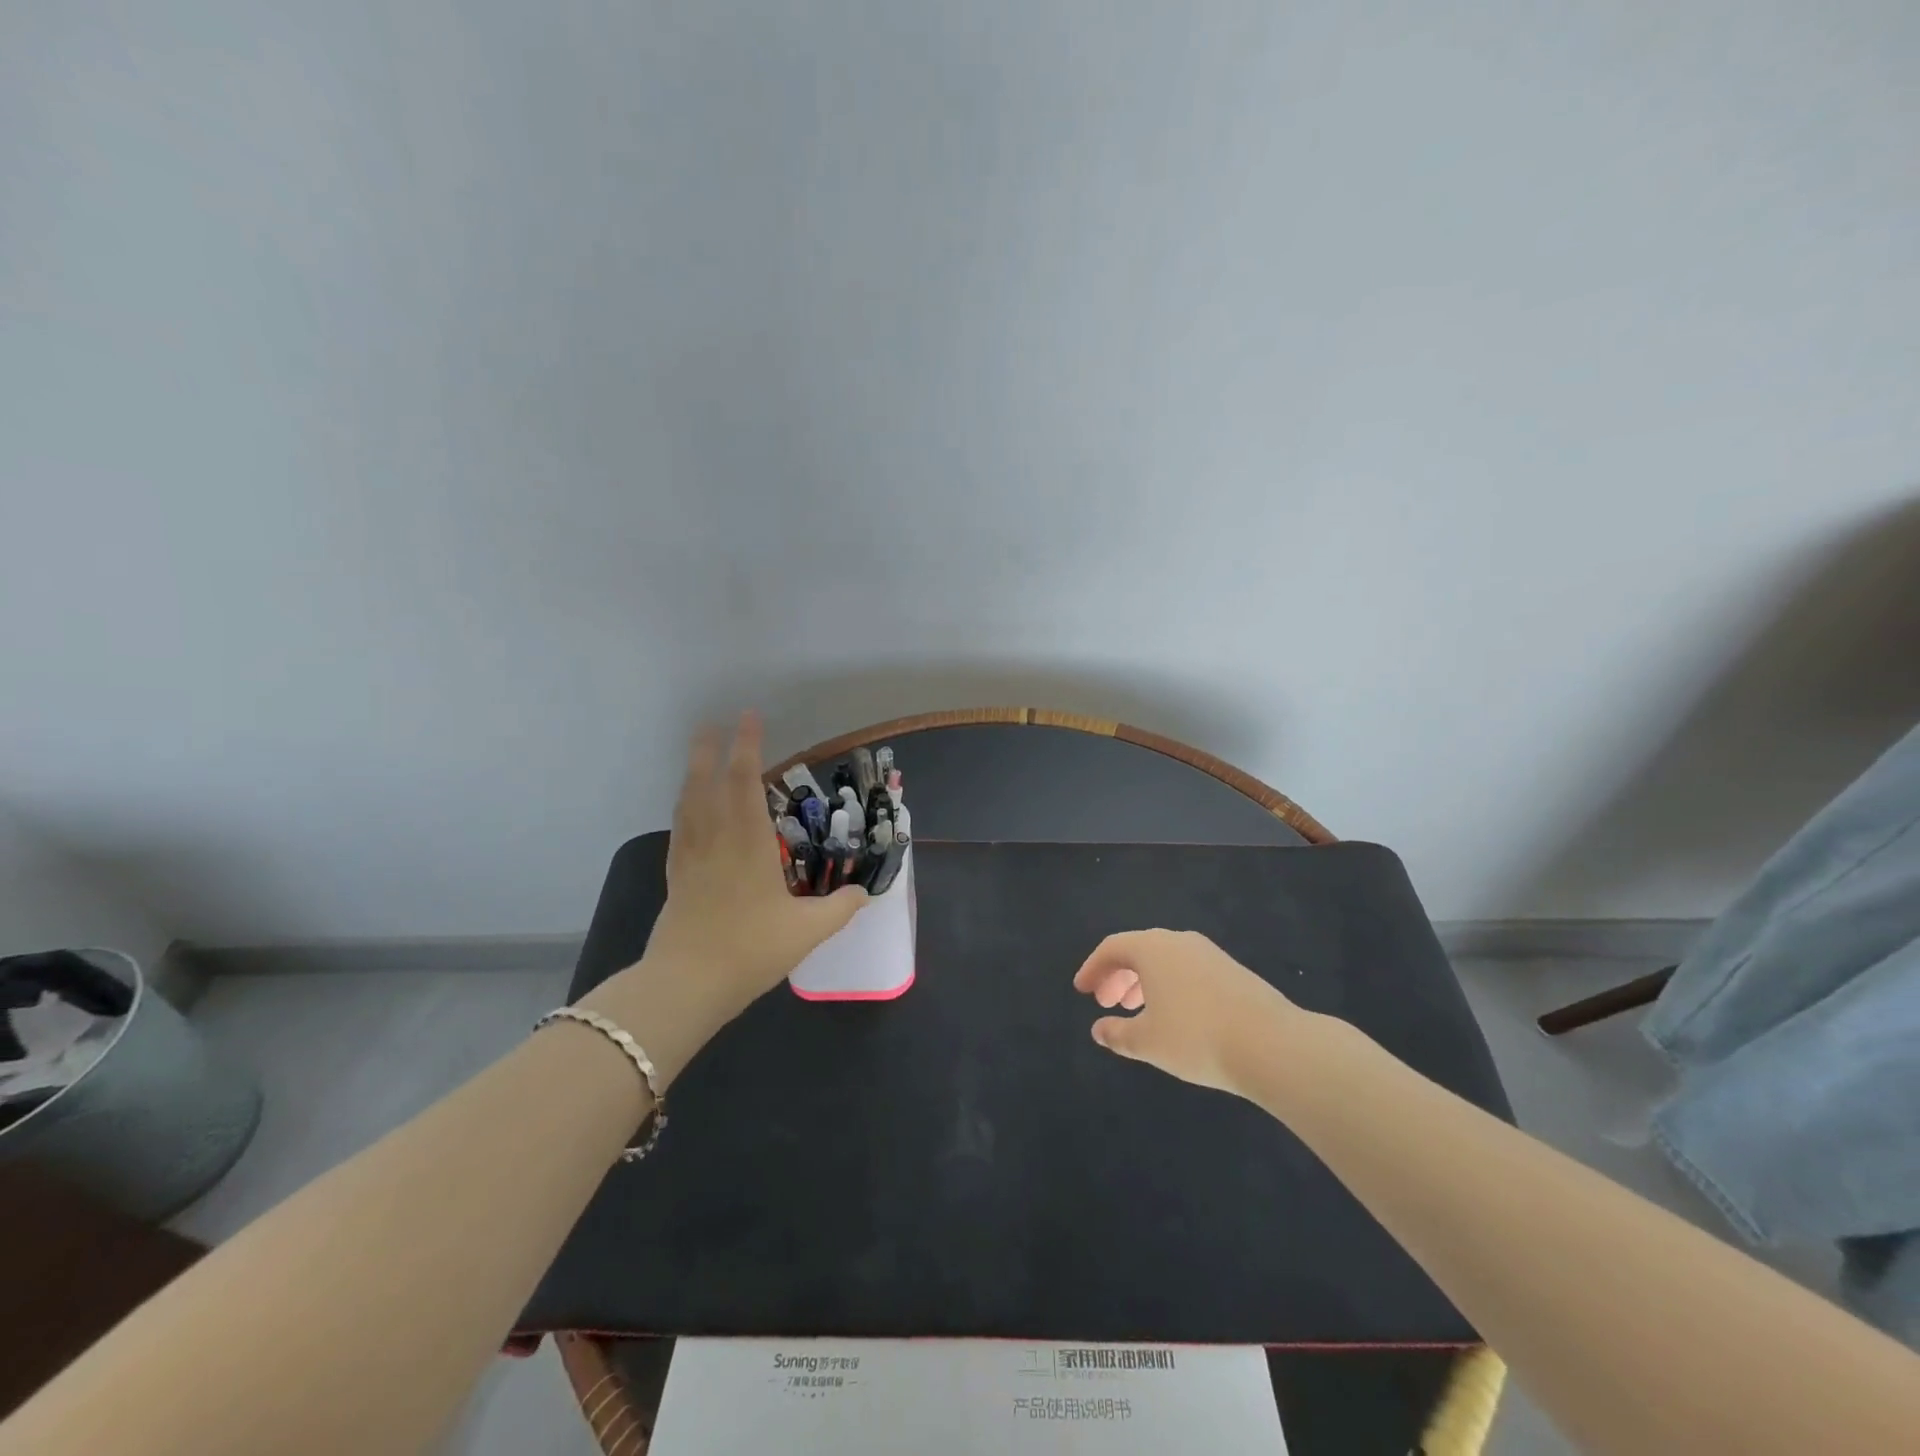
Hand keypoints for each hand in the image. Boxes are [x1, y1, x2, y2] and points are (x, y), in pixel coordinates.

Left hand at [579, 714, 864, 1081]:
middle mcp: (716, 840)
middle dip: (712, 749)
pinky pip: (679, 828)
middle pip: (709, 783)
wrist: (686, 985)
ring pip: (689, 802)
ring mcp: (691, 857)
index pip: (745, 782)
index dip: (747, 746)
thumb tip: (864, 893)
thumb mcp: (806, 931)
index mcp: (748, 844)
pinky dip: (684, 806)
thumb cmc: (749, 950)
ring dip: (693, 772)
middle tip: (713, 722)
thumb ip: (840, 909)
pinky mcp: (676, 877)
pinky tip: (687, 807)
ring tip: (698, 753)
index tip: (749, 717)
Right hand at [1073, 929, 1304, 1096]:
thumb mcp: (1148, 1042)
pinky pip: (1187, 970)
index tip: (1082, 990)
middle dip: (1118, 975)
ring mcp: (1209, 953)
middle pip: (1138, 950)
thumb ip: (1118, 1034)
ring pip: (1165, 960)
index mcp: (1152, 948)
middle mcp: (1179, 941)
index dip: (1093, 968)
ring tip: (1138, 1011)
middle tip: (1106, 1003)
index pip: (1112, 948)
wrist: (1272, 1045)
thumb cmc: (1196, 1038)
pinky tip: (1175, 1016)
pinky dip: (1170, 985)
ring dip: (1144, 981)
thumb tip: (1099, 1030)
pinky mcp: (1232, 970)